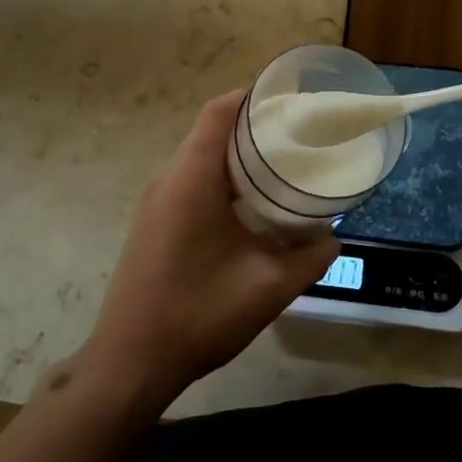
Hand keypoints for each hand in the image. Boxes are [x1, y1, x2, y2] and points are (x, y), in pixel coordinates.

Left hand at [83, 92, 338, 404]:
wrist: (129, 364)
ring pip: (201, 159)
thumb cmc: (198, 314)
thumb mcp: (267, 287)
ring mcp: (155, 202)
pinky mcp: (152, 223)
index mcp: (191, 179)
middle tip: (298, 137)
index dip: (253, 97)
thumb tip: (332, 237)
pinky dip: (221, 181)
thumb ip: (309, 258)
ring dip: (237, 158)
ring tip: (281, 168)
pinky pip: (190, 183)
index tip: (291, 101)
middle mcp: (168, 180)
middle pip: (211, 132)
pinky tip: (250, 207)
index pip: (219, 112)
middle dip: (254, 128)